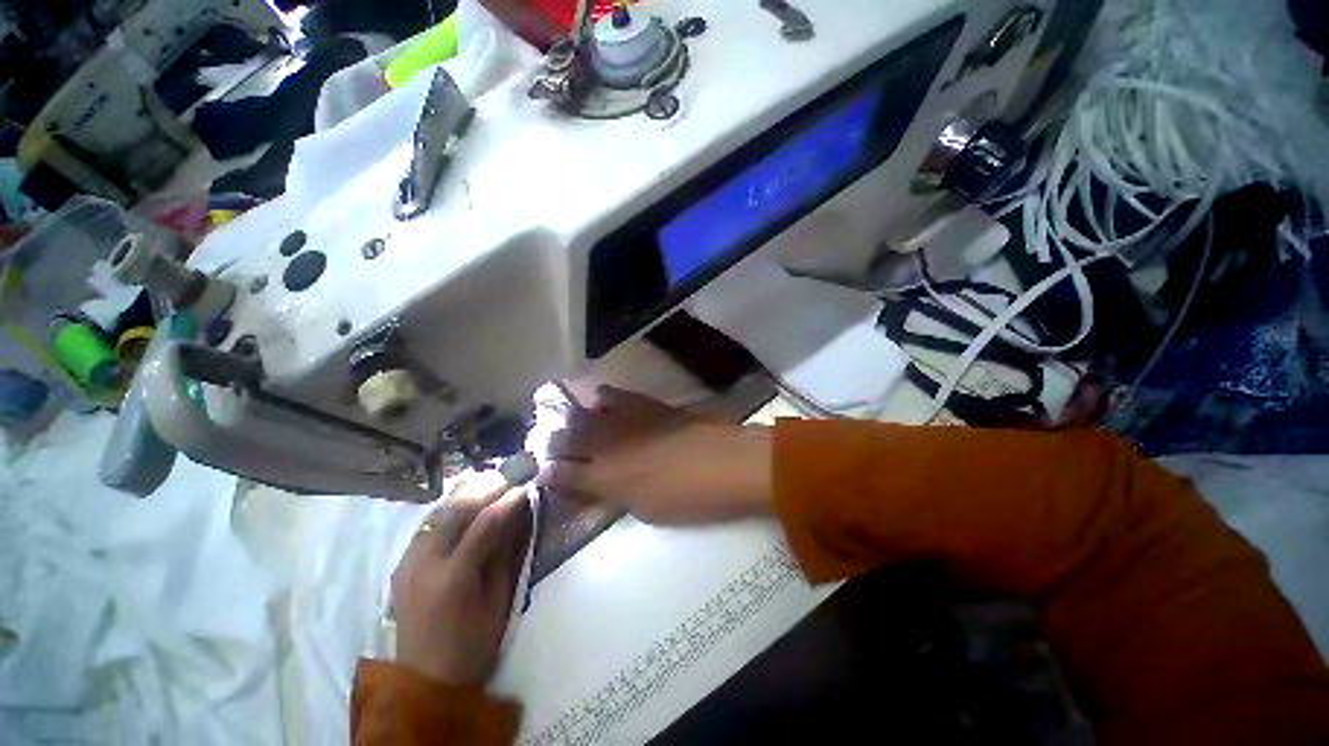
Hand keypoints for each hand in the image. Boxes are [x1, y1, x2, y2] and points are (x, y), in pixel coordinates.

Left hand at [391, 472, 531, 686]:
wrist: (424, 680)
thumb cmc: (472, 644)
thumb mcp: (498, 599)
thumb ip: (505, 553)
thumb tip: (517, 515)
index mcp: (454, 578)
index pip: (485, 523)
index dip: (509, 499)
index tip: (528, 485)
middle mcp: (425, 563)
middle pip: (455, 509)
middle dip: (486, 485)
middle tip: (510, 474)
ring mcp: (408, 562)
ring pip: (437, 511)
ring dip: (466, 492)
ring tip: (490, 480)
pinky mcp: (402, 563)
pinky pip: (427, 525)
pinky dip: (449, 508)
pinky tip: (465, 503)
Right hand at [540, 386, 772, 524]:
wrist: (729, 463)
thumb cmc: (692, 498)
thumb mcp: (649, 510)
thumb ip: (620, 497)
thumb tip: (603, 489)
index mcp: (607, 479)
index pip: (565, 477)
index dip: (550, 476)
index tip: (542, 474)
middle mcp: (609, 446)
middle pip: (567, 440)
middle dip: (551, 444)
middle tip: (546, 446)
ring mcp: (627, 421)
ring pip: (586, 416)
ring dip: (572, 420)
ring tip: (566, 422)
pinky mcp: (647, 405)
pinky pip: (617, 396)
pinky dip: (604, 398)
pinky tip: (599, 399)